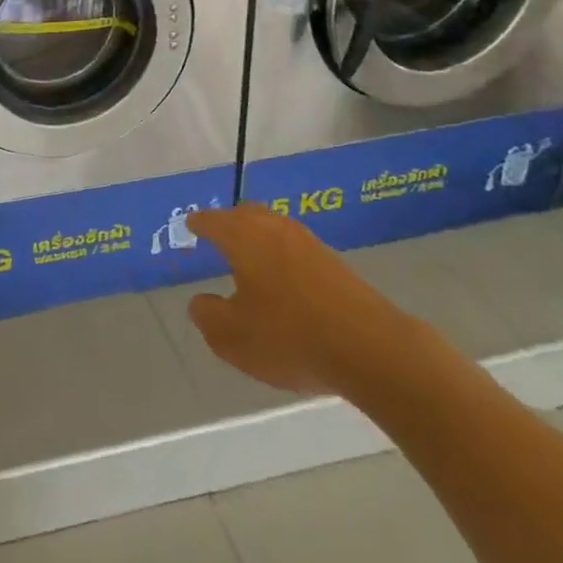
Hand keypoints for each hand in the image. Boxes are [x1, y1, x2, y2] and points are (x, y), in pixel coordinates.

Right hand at [186, 204, 431, 397]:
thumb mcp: (232, 337)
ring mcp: (309, 243)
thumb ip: (208, 316)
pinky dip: (282, 257)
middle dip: (229, 222)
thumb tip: (200, 301)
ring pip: (274, 228)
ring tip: (250, 260)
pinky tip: (284, 281)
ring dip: (259, 238)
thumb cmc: (290, 337)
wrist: (371, 349)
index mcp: (243, 237)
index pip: (213, 220)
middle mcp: (275, 229)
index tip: (190, 226)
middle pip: (246, 214)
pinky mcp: (335, 263)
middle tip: (218, 236)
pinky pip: (296, 249)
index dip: (199, 224)